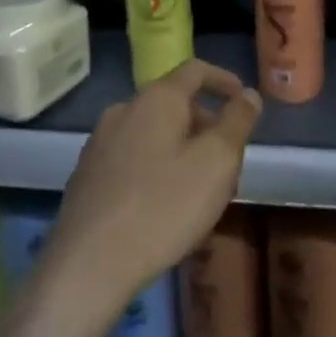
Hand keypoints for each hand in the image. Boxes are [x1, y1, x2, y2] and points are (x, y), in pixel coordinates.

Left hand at [41, 60, 261, 318]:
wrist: (87, 266)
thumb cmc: (163, 207)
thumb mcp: (218, 162)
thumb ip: (237, 122)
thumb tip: (248, 95)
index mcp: (157, 98)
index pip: (195, 70)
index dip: (223, 80)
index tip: (243, 100)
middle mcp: (124, 109)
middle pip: (173, 103)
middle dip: (204, 123)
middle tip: (226, 158)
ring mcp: (100, 142)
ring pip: (152, 133)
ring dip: (179, 148)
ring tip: (198, 187)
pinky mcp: (86, 176)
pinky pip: (131, 158)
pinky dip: (154, 168)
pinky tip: (162, 207)